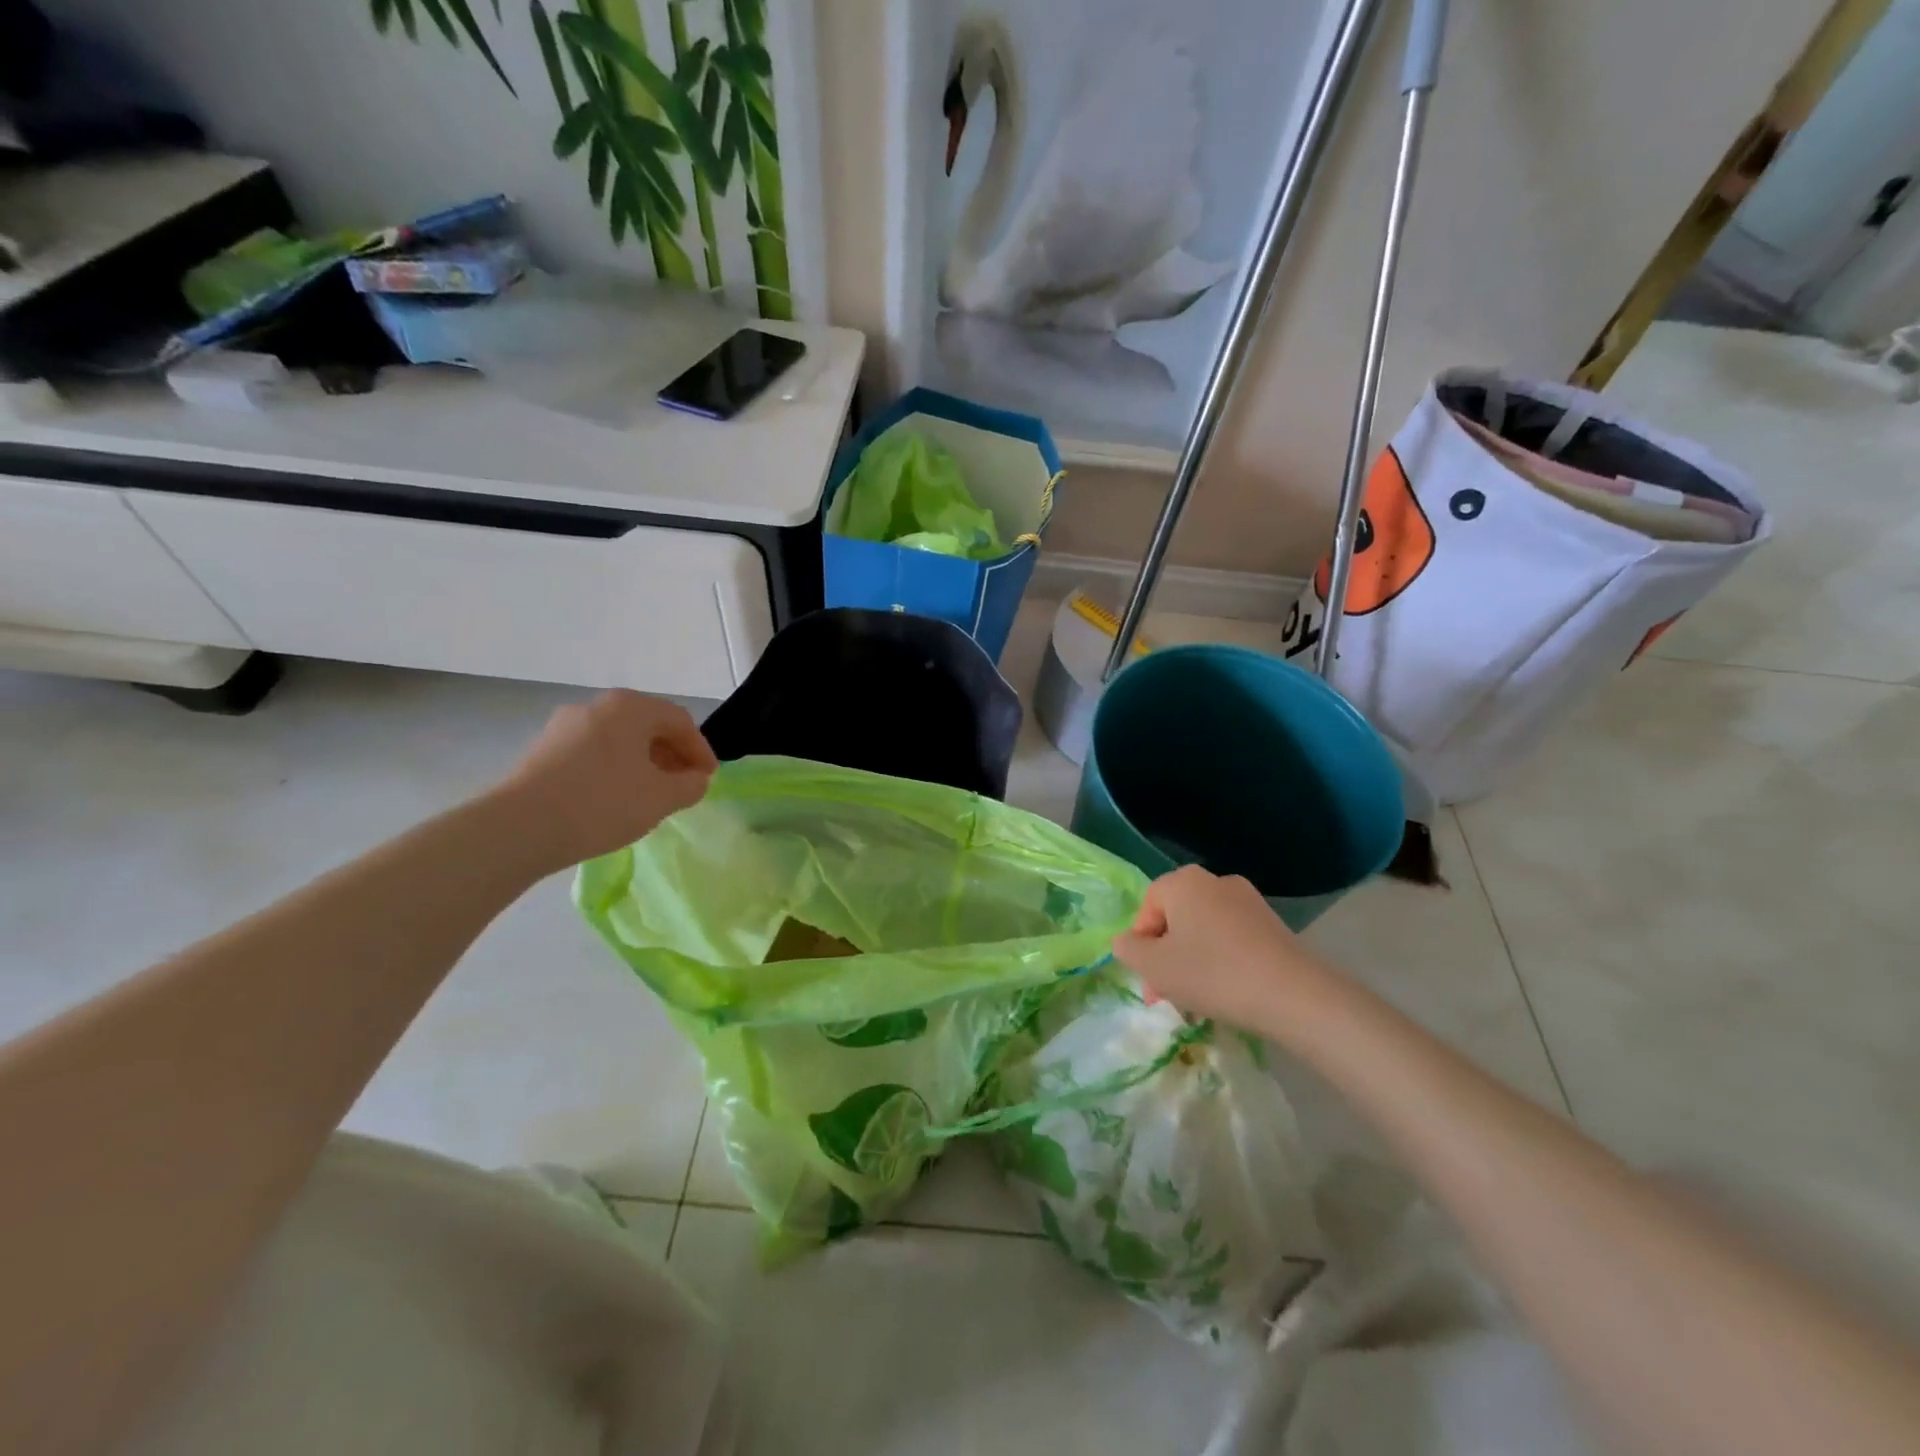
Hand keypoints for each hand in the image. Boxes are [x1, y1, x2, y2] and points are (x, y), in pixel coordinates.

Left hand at [494, 690, 717, 872]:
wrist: (519, 827)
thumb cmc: (602, 803)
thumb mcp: (662, 798)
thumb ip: (690, 785)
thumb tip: (695, 779)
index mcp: (630, 707)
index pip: (680, 721)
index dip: (701, 750)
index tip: (708, 780)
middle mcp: (596, 706)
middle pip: (648, 726)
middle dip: (672, 756)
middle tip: (684, 786)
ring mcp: (564, 726)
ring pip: (619, 740)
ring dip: (643, 764)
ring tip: (651, 797)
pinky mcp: (542, 751)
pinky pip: (593, 754)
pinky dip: (614, 771)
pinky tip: (615, 800)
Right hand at [1111, 865, 1328, 1033]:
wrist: (1293, 994)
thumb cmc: (1212, 973)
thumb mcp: (1153, 966)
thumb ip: (1128, 948)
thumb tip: (1127, 941)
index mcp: (1183, 882)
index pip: (1147, 906)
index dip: (1141, 943)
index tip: (1149, 978)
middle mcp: (1214, 880)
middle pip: (1176, 917)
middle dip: (1165, 955)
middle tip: (1165, 993)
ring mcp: (1248, 900)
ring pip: (1203, 930)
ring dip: (1191, 960)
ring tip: (1196, 999)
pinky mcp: (1272, 923)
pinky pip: (1231, 938)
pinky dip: (1221, 960)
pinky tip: (1226, 991)